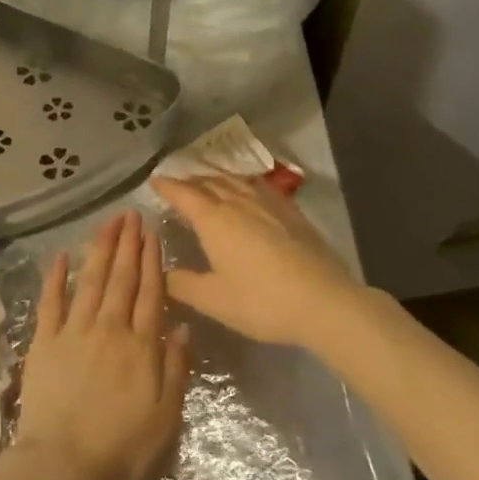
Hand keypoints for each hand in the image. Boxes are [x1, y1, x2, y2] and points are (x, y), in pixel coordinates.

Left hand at [13, 210, 188, 479]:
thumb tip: (181, 324)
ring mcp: (73, 332)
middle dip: (128, 244)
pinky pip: (50, 302)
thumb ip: (176, 366)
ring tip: (108, 223)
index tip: (153, 232)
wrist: (64, 466)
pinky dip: (56, 277)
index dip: (152, 259)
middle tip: (132, 215)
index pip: (150, 291)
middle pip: (121, 278)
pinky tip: (61, 255)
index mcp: (141, 345)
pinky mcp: (44, 342)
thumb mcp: (166, 415)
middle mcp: (109, 328)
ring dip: (100, 249)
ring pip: (91, 280)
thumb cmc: (122, 447)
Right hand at [154, 175, 361, 348]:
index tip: (155, 180)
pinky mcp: (292, 212)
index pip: (185, 195)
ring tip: (209, 182)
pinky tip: (249, 191)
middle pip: (210, 182)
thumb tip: (163, 273)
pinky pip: (260, 187)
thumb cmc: (261, 301)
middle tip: (179, 184)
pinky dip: (244, 183)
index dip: (168, 186)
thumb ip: (183, 284)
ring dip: (217, 178)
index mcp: (214, 220)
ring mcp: (269, 204)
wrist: (323, 301)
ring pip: (236, 181)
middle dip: (191, 180)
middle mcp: (239, 203)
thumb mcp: (213, 300)